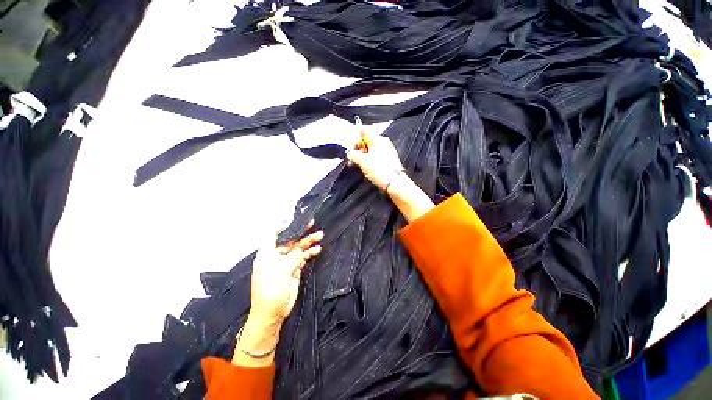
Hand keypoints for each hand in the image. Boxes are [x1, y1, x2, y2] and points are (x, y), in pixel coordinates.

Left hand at [249, 230, 322, 325]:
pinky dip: (309, 253)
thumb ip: (293, 257)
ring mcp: (285, 263)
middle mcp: (276, 256)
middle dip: (301, 232)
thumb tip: (301, 249)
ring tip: (320, 235)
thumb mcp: (281, 272)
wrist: (272, 314)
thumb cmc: (270, 292)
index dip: (279, 224)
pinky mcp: (293, 270)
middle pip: (290, 240)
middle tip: (312, 223)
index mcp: (267, 254)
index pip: (272, 235)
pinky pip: (302, 258)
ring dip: (308, 242)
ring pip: (298, 248)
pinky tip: (317, 249)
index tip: (287, 215)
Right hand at [348, 132, 434, 222]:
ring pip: (370, 152)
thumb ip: (353, 154)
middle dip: (357, 152)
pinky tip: (366, 171)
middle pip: (366, 144)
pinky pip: (375, 159)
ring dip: (362, 159)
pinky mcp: (388, 162)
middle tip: (352, 161)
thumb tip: (350, 154)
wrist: (394, 184)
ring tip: (359, 168)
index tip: (350, 151)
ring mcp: (387, 153)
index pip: (363, 133)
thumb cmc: (381, 171)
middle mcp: (384, 144)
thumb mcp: (362, 161)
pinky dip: (369, 163)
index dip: (354, 142)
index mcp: (378, 140)